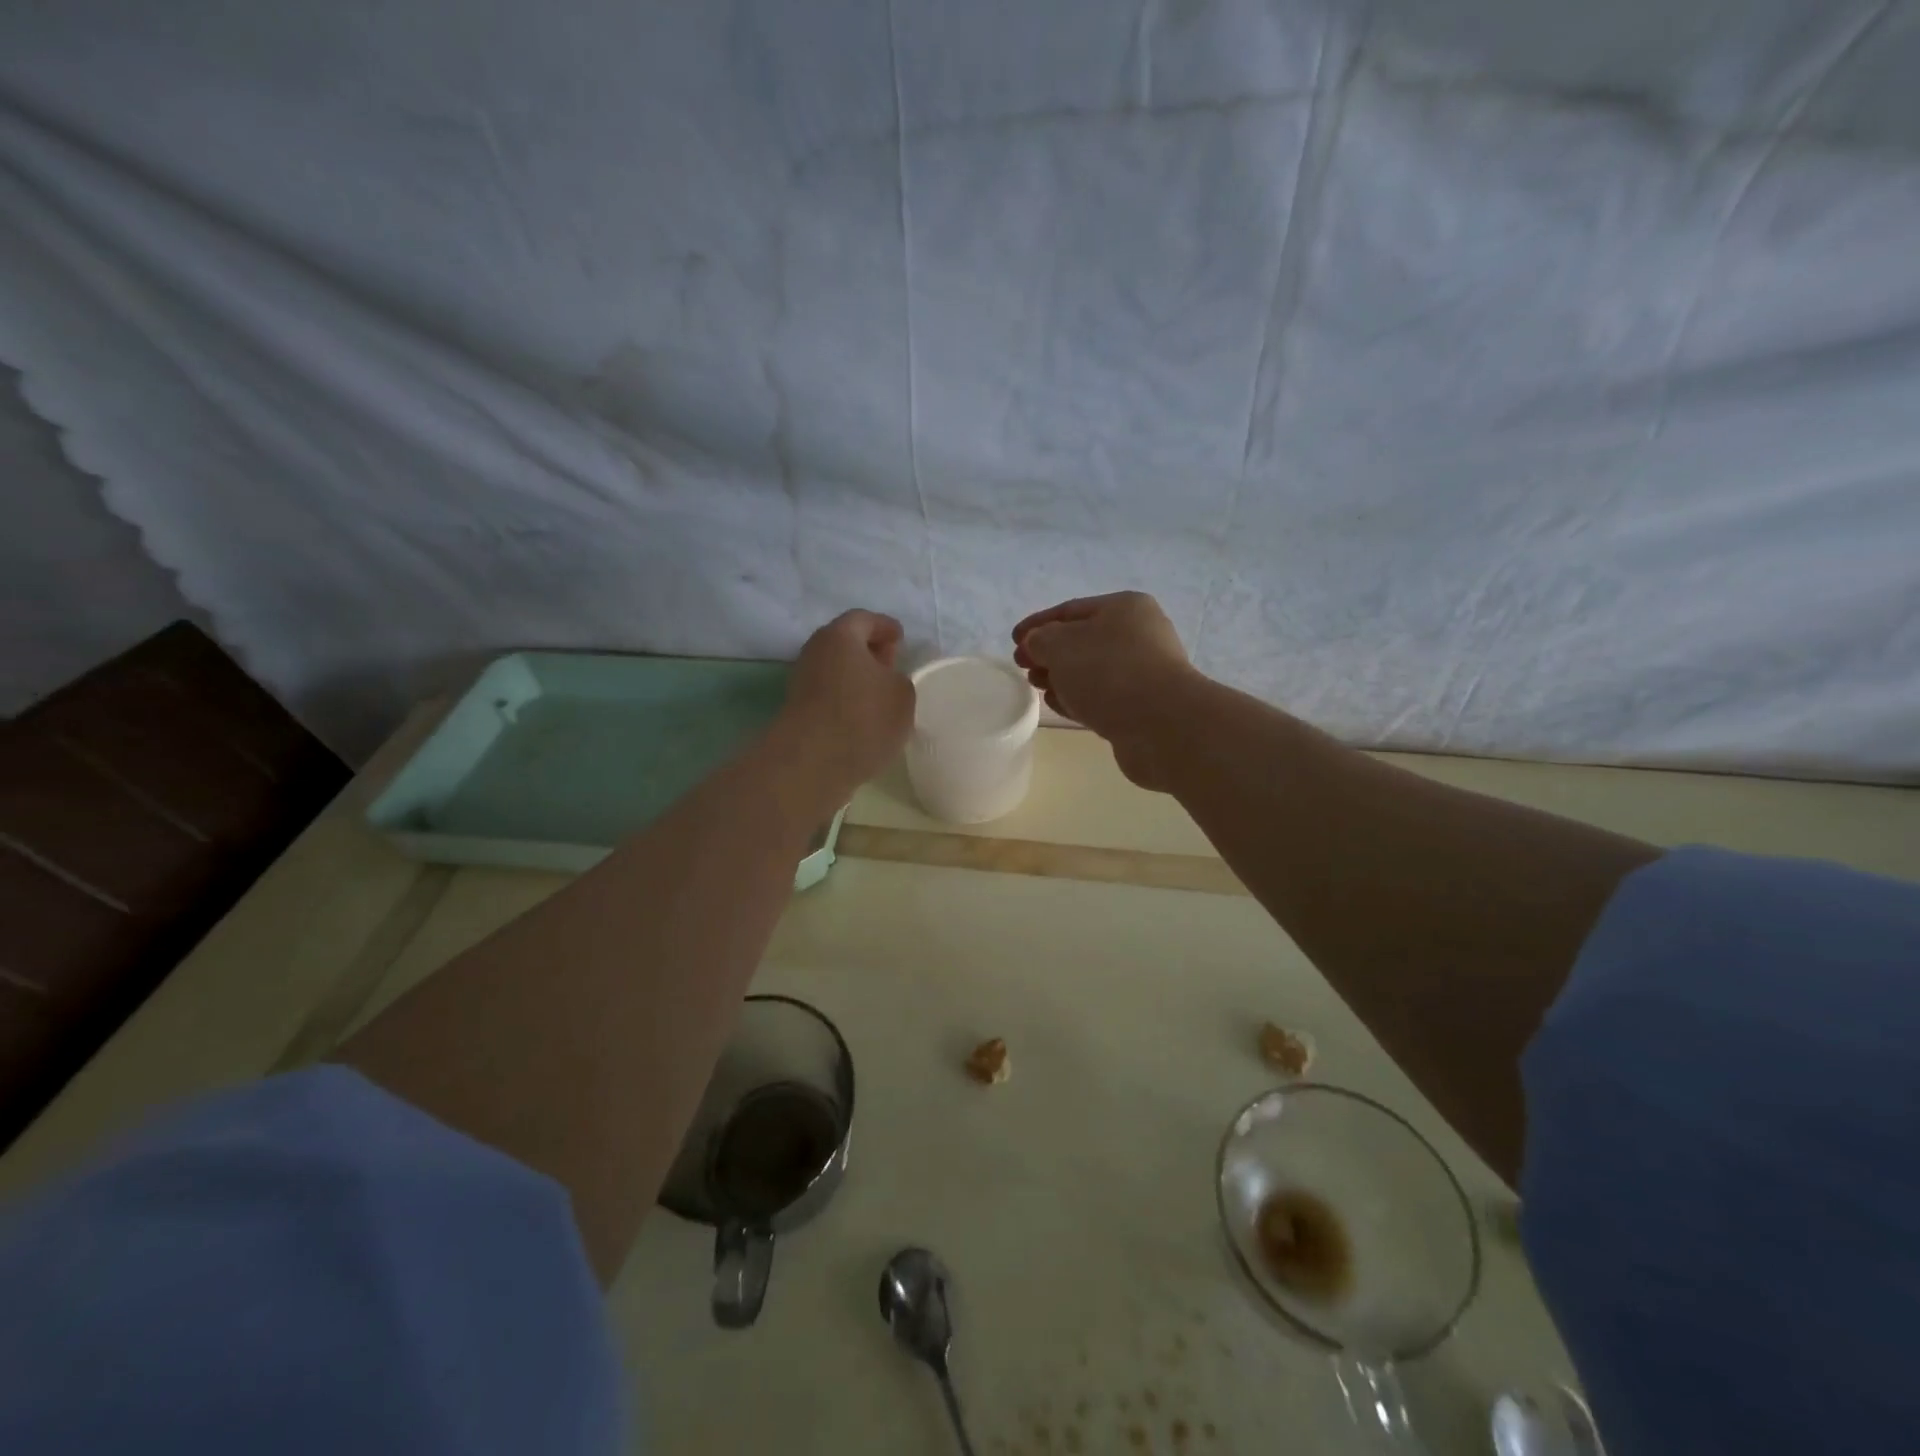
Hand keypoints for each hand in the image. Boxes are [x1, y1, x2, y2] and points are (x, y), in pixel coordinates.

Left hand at [779, 610, 915, 799]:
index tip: (900, 639)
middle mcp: (815, 651)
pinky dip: (846, 699)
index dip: (885, 627)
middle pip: (846, 644)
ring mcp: (802, 681)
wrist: (811, 763)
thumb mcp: (902, 694)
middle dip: (870, 652)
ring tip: (881, 697)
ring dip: (857, 678)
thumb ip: (898, 678)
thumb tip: (885, 680)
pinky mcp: (798, 710)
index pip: (865, 619)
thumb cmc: (863, 718)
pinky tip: (863, 718)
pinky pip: (829, 695)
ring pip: (836, 670)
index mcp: (840, 635)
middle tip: (892, 666)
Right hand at [1012, 592, 1197, 789]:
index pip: (1070, 610)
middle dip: (1049, 653)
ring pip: (1091, 670)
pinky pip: (1101, 697)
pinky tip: (1057, 704)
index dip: (1037, 624)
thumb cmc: (1108, 671)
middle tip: (1023, 667)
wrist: (1161, 725)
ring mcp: (1143, 673)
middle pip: (1082, 640)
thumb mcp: (1061, 645)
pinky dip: (1077, 698)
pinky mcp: (1142, 707)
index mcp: (1124, 608)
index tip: (1012, 641)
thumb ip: (1040, 639)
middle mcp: (1138, 635)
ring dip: (1061, 677)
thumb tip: (1037, 644)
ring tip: (1037, 687)